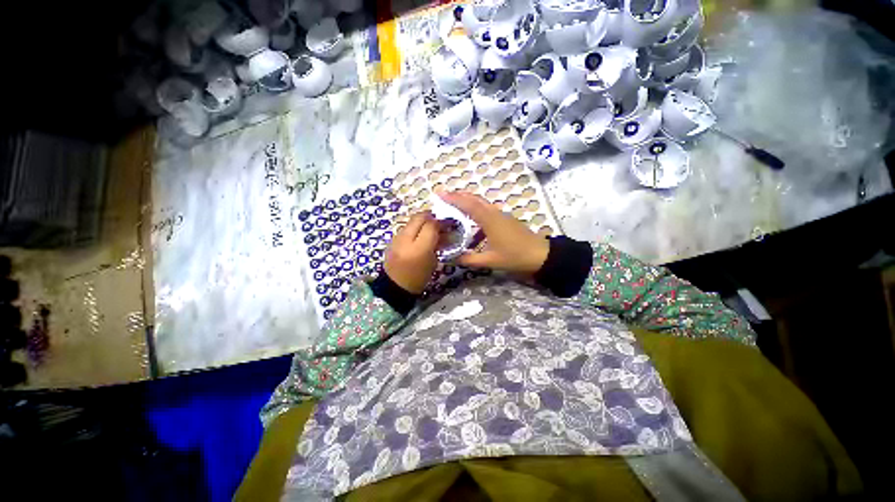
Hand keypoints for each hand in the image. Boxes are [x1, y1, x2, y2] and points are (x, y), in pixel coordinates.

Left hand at [384, 212, 439, 293]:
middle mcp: (406, 239)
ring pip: (411, 220)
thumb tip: (443, 232)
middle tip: (439, 221)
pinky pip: (405, 227)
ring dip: (422, 221)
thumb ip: (438, 244)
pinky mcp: (392, 239)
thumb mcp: (433, 262)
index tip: (448, 224)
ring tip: (430, 228)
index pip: (431, 225)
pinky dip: (414, 227)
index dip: (441, 222)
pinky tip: (419, 234)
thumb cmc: (419, 278)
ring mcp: (396, 238)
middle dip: (431, 217)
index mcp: (419, 248)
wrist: (395, 286)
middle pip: (419, 217)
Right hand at [440, 191, 549, 274]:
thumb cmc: (514, 257)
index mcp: (489, 220)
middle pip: (474, 199)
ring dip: (467, 202)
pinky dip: (476, 211)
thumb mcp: (489, 261)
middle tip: (444, 197)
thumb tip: (450, 258)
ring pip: (481, 203)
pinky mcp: (505, 220)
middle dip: (458, 196)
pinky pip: (487, 211)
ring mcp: (501, 215)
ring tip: (454, 207)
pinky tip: (471, 224)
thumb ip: (468, 259)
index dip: (453, 198)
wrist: (540, 255)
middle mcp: (494, 213)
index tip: (440, 194)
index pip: (468, 205)